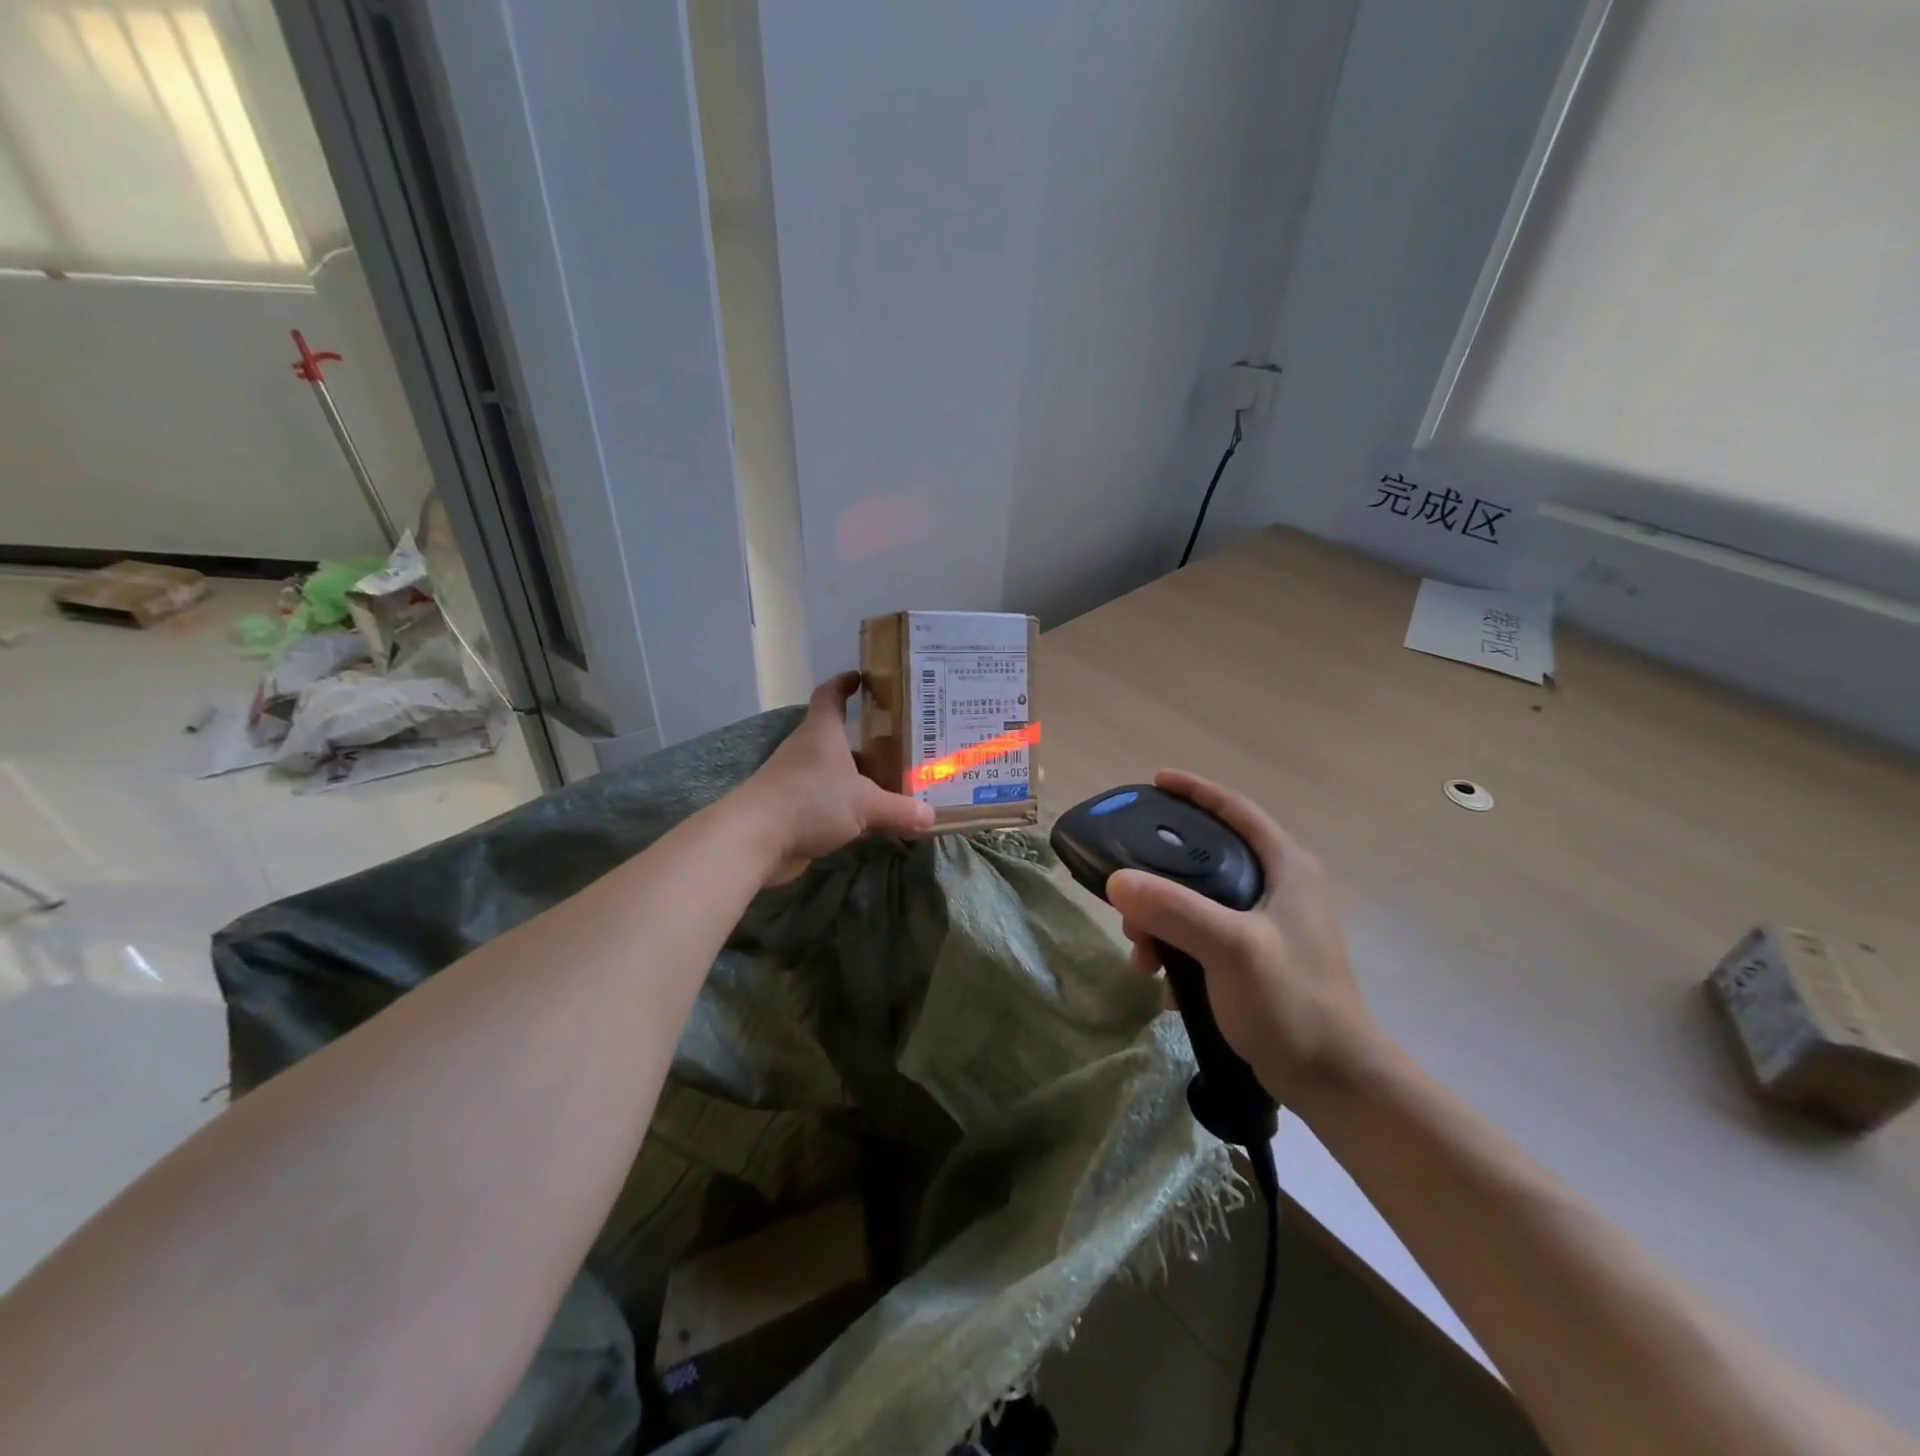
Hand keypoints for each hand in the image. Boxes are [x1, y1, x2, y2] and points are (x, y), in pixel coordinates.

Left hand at [739, 673, 933, 880]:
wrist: (755, 838)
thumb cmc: (811, 801)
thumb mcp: (865, 804)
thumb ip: (899, 809)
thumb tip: (930, 816)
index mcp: (822, 733)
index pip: (830, 695)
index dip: (844, 684)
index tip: (860, 678)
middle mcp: (806, 750)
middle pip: (836, 737)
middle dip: (865, 741)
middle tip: (899, 744)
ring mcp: (794, 779)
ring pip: (831, 771)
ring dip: (856, 776)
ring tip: (890, 782)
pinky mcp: (789, 808)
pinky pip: (823, 800)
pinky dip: (843, 805)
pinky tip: (866, 818)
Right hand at [1106, 769, 1383, 1103]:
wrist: (1334, 1082)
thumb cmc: (1292, 1002)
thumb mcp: (1232, 948)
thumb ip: (1175, 910)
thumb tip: (1116, 881)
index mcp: (1286, 868)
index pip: (1236, 810)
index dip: (1196, 791)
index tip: (1155, 781)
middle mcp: (1279, 888)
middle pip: (1207, 857)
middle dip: (1161, 876)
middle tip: (1128, 895)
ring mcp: (1268, 925)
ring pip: (1199, 902)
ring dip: (1163, 923)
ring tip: (1141, 955)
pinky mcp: (1256, 958)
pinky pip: (1202, 937)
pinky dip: (1178, 952)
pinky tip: (1164, 985)